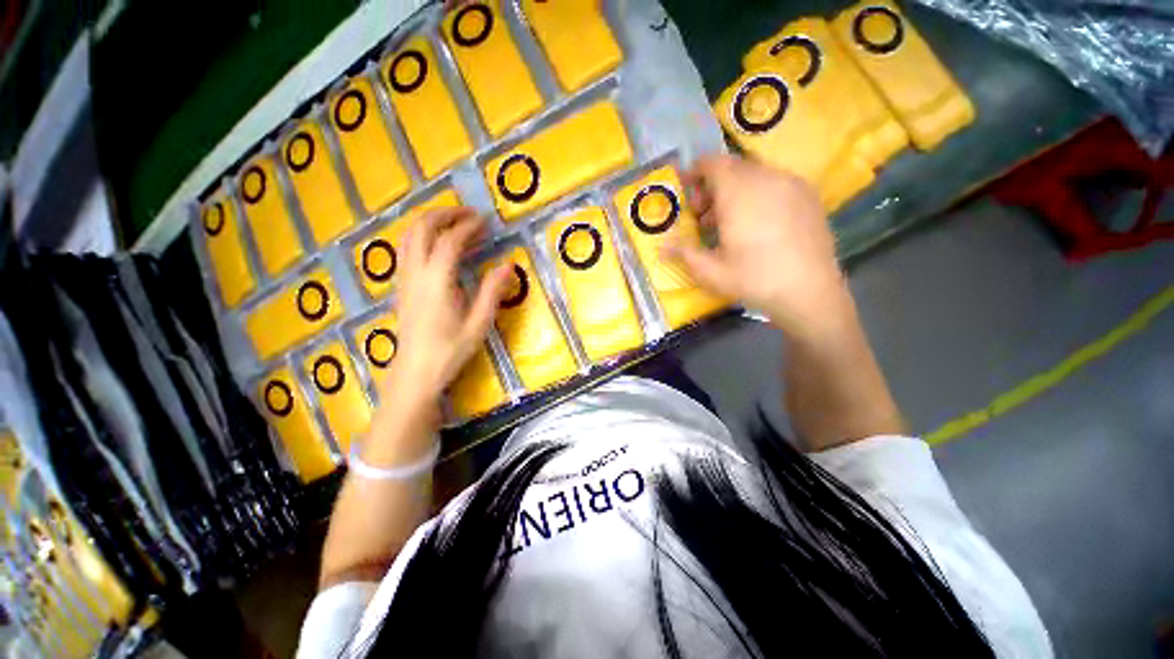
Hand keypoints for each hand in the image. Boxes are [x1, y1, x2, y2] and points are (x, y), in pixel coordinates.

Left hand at [383, 208, 512, 411]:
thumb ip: (493, 291)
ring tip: (455, 223)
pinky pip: (406, 249)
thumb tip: (509, 264)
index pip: (450, 241)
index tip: (485, 222)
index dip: (468, 227)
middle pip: (422, 228)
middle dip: (445, 214)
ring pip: (409, 236)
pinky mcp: (401, 286)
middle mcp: (415, 273)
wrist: (416, 372)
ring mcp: (404, 278)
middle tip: (469, 214)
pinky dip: (422, 236)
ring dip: (431, 222)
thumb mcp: (479, 322)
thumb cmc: (451, 350)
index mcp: (437, 281)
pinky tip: (438, 245)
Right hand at [665, 154, 852, 340]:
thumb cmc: (753, 279)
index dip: (695, 174)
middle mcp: (766, 178)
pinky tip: (756, 224)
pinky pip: (774, 182)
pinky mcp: (808, 195)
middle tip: (703, 216)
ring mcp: (791, 184)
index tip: (687, 195)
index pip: (712, 164)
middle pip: (732, 168)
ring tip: (727, 224)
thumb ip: (683, 252)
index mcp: (738, 193)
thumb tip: (661, 246)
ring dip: (734, 191)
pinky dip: (756, 194)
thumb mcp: (710, 271)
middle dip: (712, 186)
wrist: (809, 291)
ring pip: (754, 174)